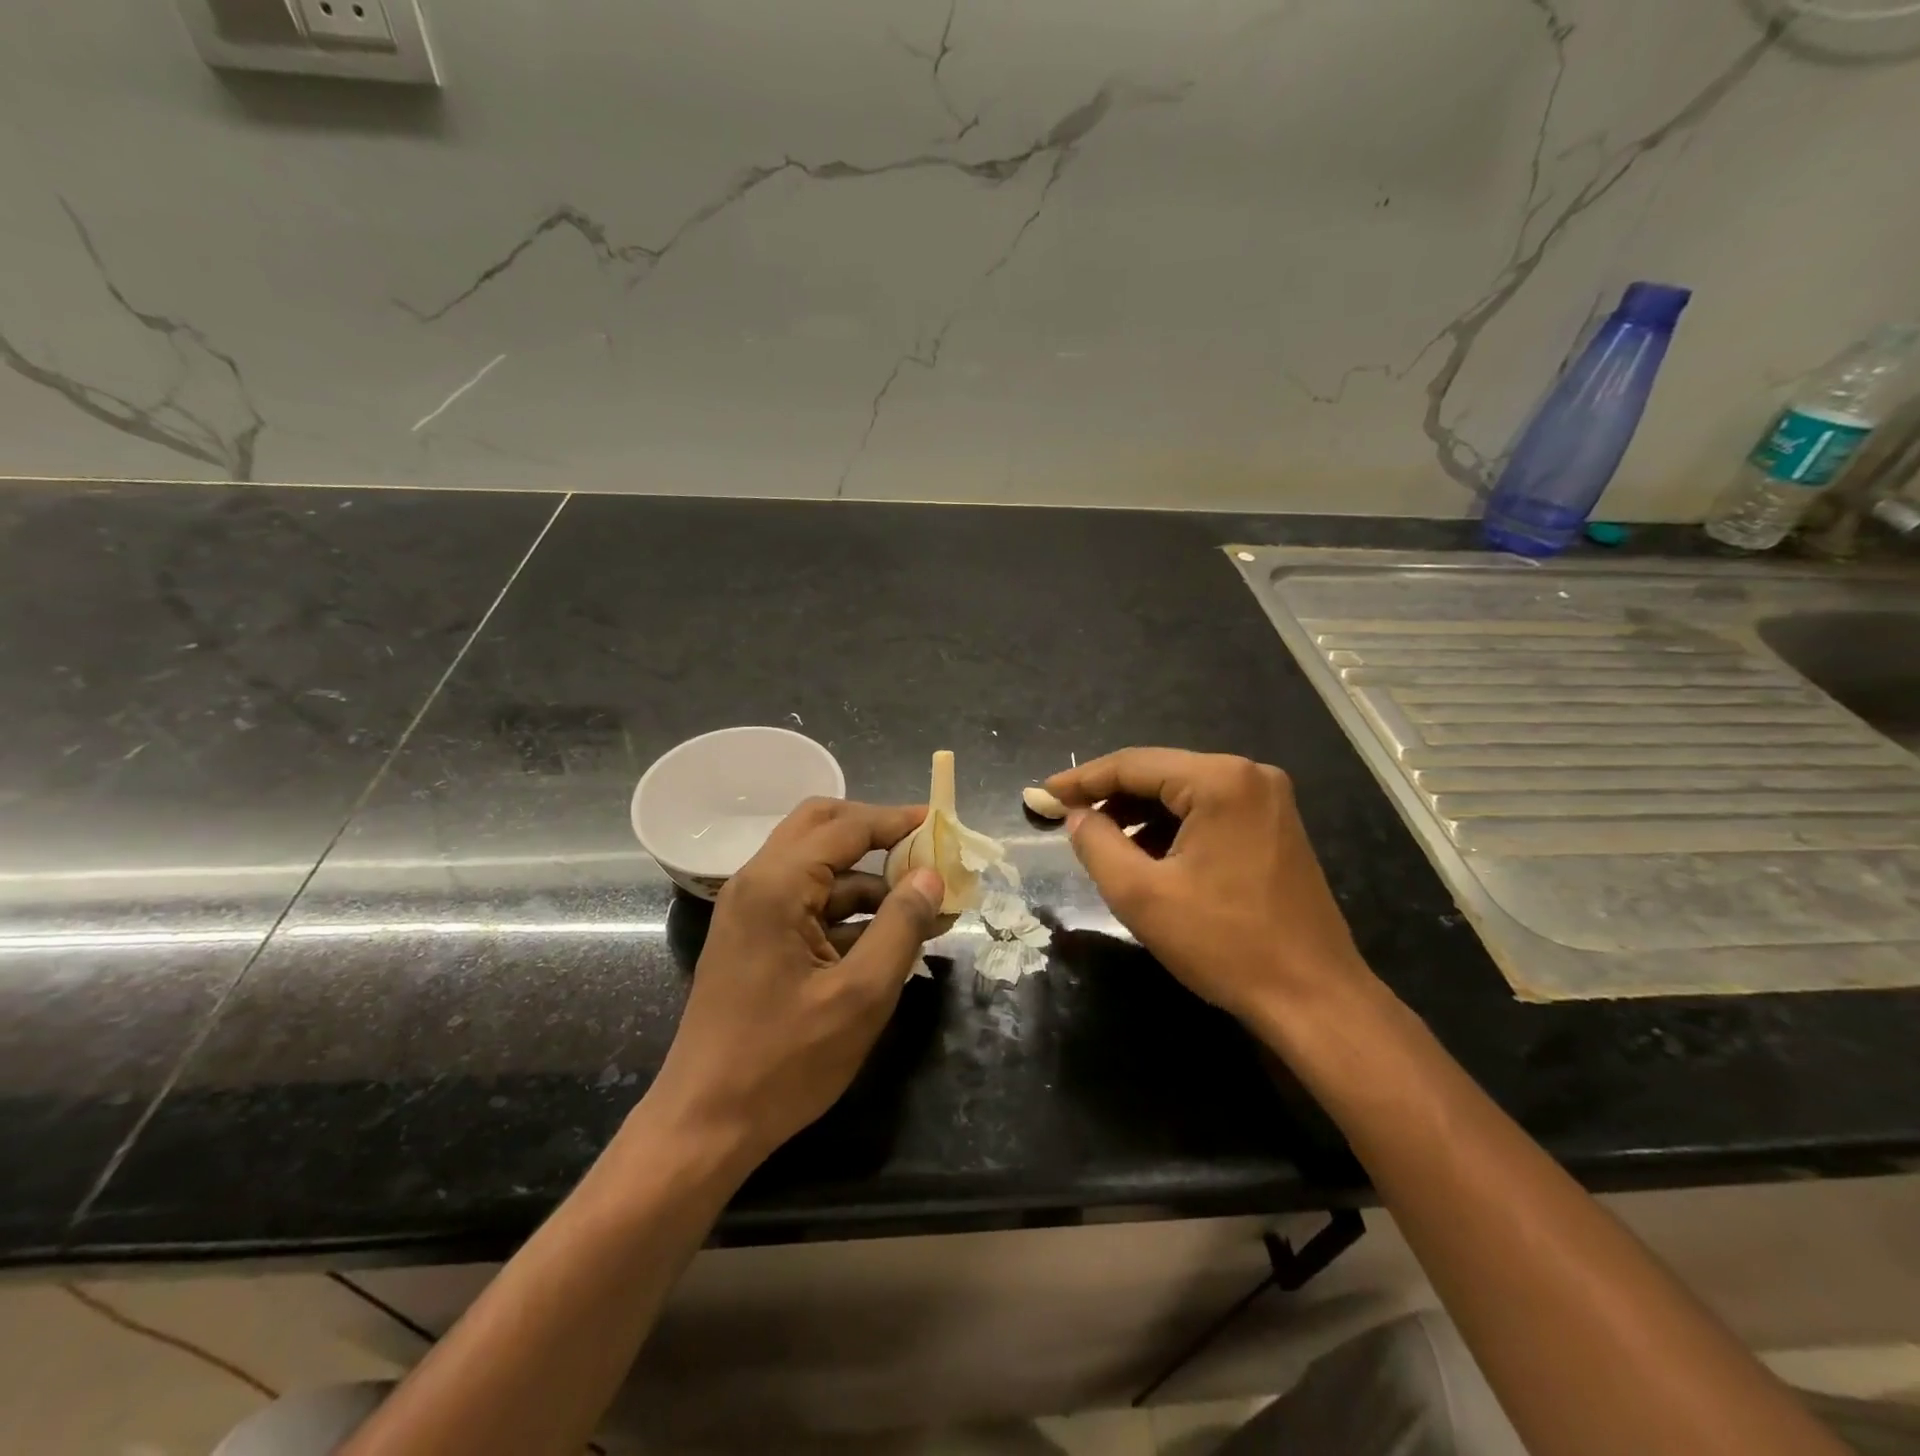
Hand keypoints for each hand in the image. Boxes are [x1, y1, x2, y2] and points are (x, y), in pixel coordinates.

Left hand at [644, 798, 945, 1168]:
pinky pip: (807, 901)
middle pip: (822, 828)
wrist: (706, 1124)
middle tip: (922, 850)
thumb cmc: (785, 1061)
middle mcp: (757, 882)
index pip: (846, 827)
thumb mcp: (861, 996)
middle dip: (875, 832)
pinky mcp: (755, 937)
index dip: (896, 820)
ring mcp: (752, 910)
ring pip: (817, 866)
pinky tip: (888, 937)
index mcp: (776, 885)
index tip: (940, 823)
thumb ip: (901, 926)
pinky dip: (848, 909)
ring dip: (868, 878)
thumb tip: (931, 876)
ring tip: (922, 906)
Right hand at [1045, 748, 1370, 1024]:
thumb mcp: (1141, 894)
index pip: (1133, 765)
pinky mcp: (1275, 826)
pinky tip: (1147, 856)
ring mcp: (1268, 800)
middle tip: (1066, 821)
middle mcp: (1250, 775)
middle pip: (1160, 774)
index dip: (1082, 780)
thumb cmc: (1224, 944)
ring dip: (1139, 814)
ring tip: (1101, 843)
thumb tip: (1076, 816)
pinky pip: (1208, 811)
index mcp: (1220, 780)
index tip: (1043, 796)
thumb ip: (1096, 843)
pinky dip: (1171, 828)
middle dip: (1110, 797)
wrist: (1314, 998)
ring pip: (1183, 793)